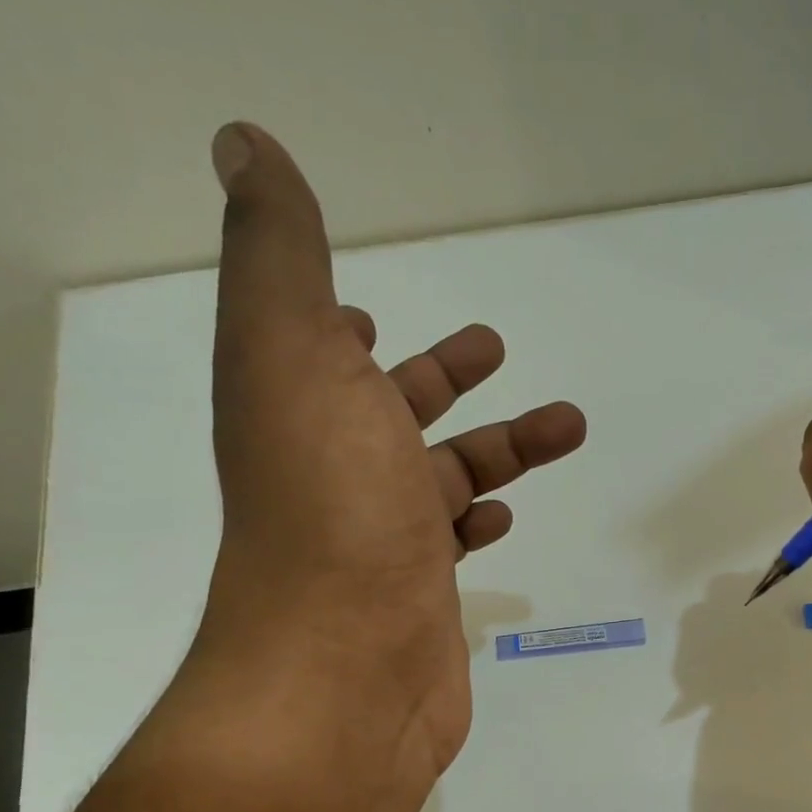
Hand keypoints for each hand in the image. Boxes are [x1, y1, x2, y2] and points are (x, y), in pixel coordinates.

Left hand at [187, 121, 585, 790]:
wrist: (345, 670)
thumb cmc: (332, 509)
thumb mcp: (294, 354)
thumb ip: (280, 254)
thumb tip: (243, 140)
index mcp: (299, 413)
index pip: (317, 356)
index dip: (338, 329)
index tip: (370, 316)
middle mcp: (333, 476)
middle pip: (395, 414)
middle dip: (447, 379)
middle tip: (497, 347)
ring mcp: (380, 542)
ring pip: (445, 478)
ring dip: (499, 447)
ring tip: (568, 424)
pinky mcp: (422, 598)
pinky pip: (453, 545)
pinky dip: (481, 523)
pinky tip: (508, 519)